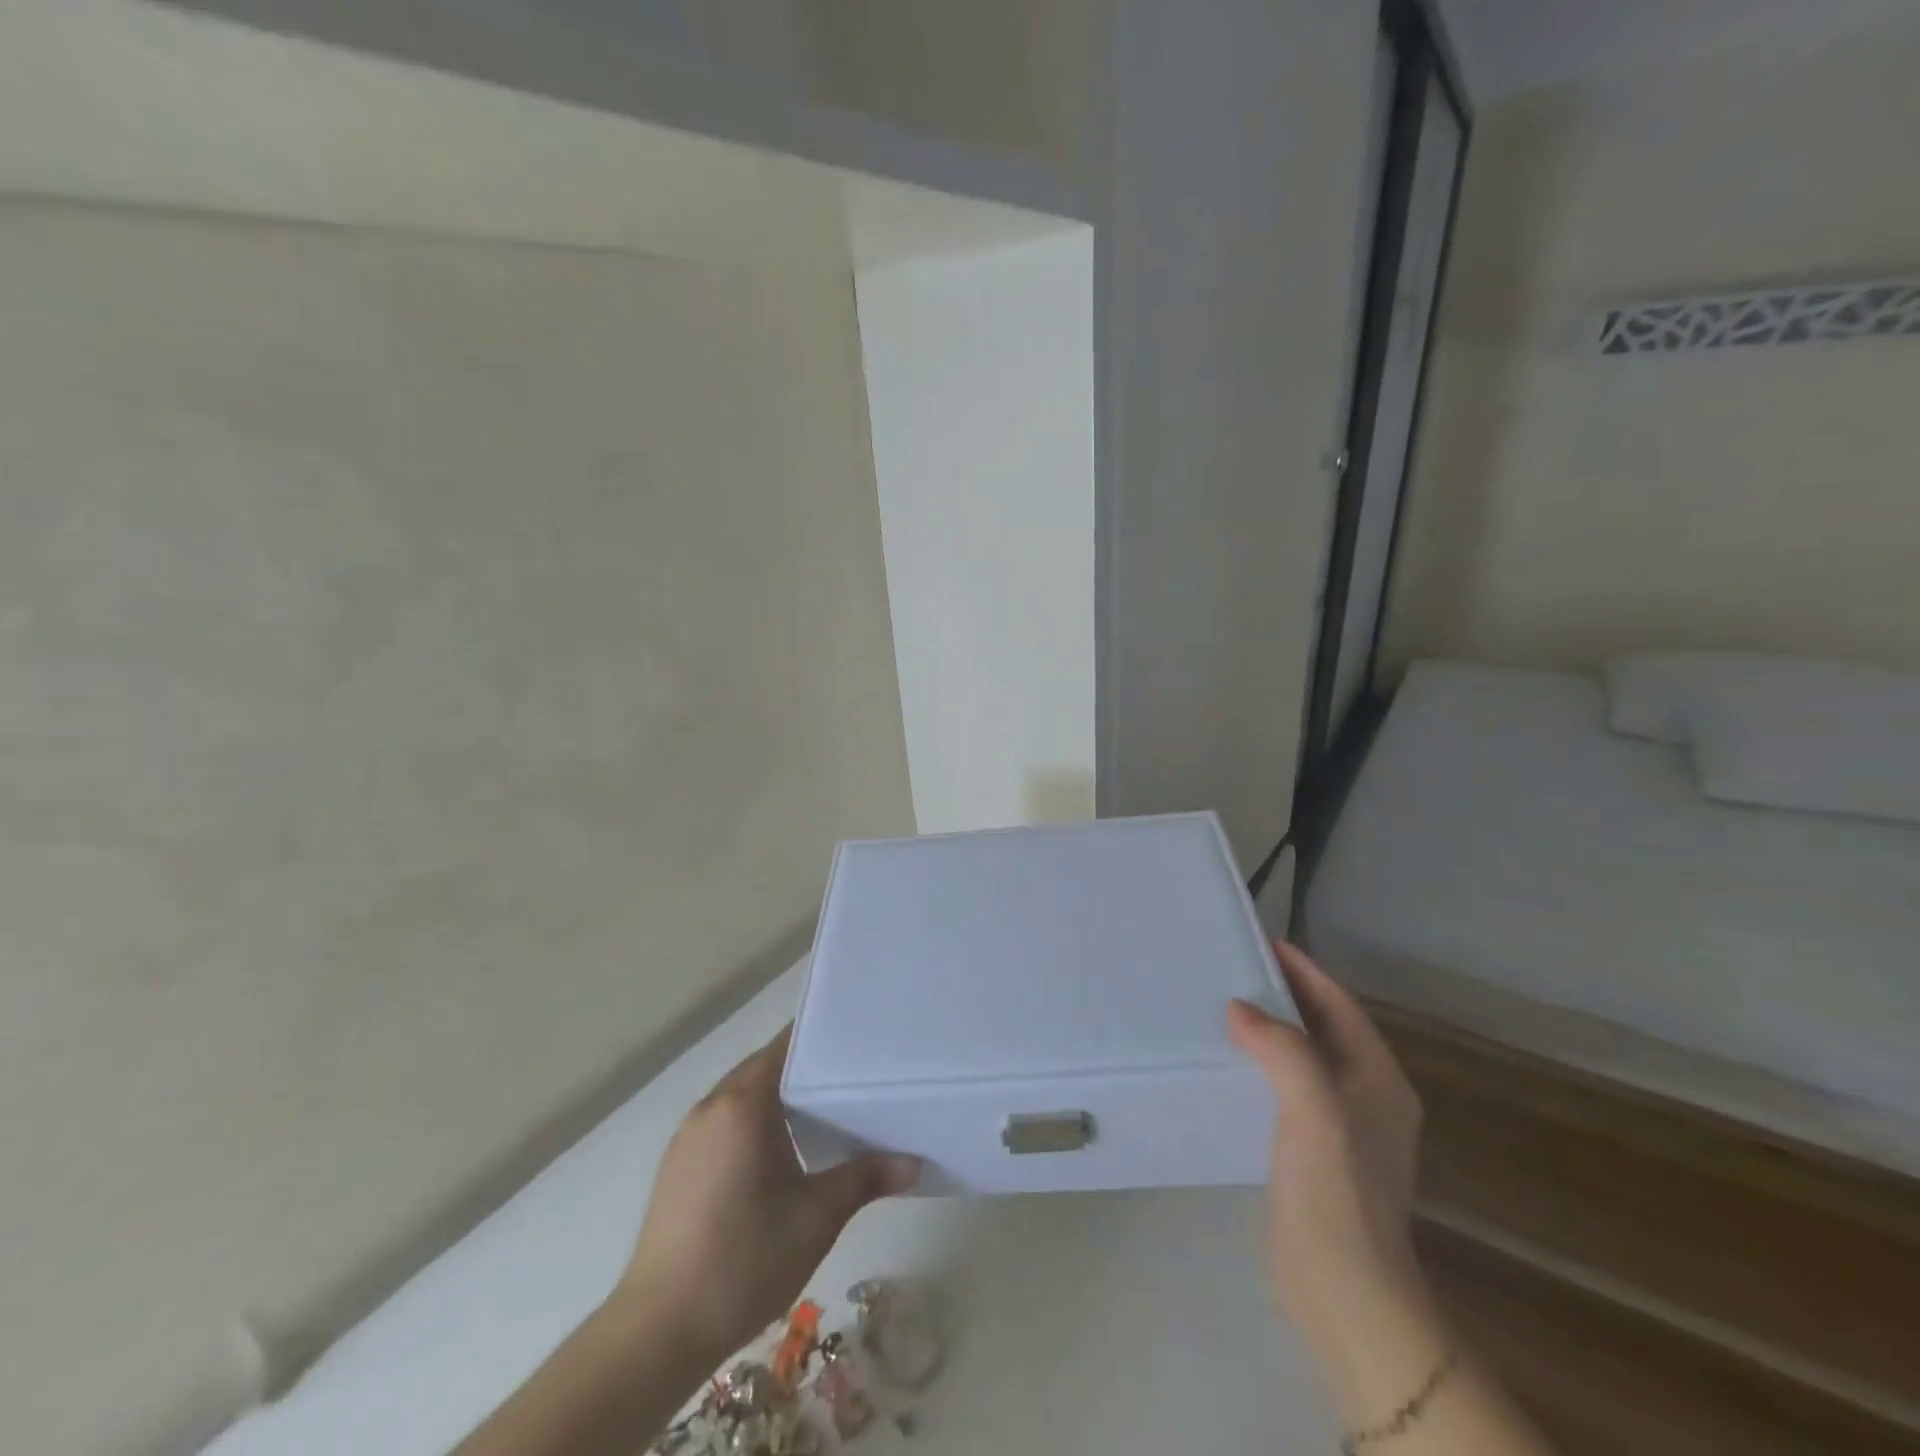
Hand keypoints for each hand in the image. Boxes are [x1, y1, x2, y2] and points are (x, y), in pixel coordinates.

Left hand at [616, 1026, 919, 1365]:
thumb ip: (865, 1178)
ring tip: (824, 1114)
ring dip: (778, 1099)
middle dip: (805, 1071)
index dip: (822, 1040)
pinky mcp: (677, 1165)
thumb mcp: (816, 1218)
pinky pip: (724, 1123)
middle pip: (765, 1067)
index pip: (786, 1046)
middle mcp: (711, 1106)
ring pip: (742, 1097)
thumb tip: (914, 1163)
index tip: (857, 1041)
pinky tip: (780, 1155)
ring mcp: (688, 1136)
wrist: (657, 1331)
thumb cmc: (744, 1260)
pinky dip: (754, 1124)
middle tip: (852, 1079)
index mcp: (743, 1103)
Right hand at [1228, 942, 1425, 1340]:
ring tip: (1222, 1004)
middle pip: (1322, 1027)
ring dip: (1269, 1028)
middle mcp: (1365, 1096)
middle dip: (1284, 993)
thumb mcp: (1314, 1110)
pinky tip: (1226, 1061)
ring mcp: (1339, 1126)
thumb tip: (1240, 1008)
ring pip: (1302, 1056)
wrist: (1343, 1292)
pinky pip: (1285, 1086)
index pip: (1340, 1006)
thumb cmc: (1335, 1193)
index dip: (1304, 971)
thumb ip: (1283, 1050)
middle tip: (1233, 967)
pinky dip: (1260, 1063)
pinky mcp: (1312, 1149)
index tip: (1262, 941)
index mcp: (1378, 1079)